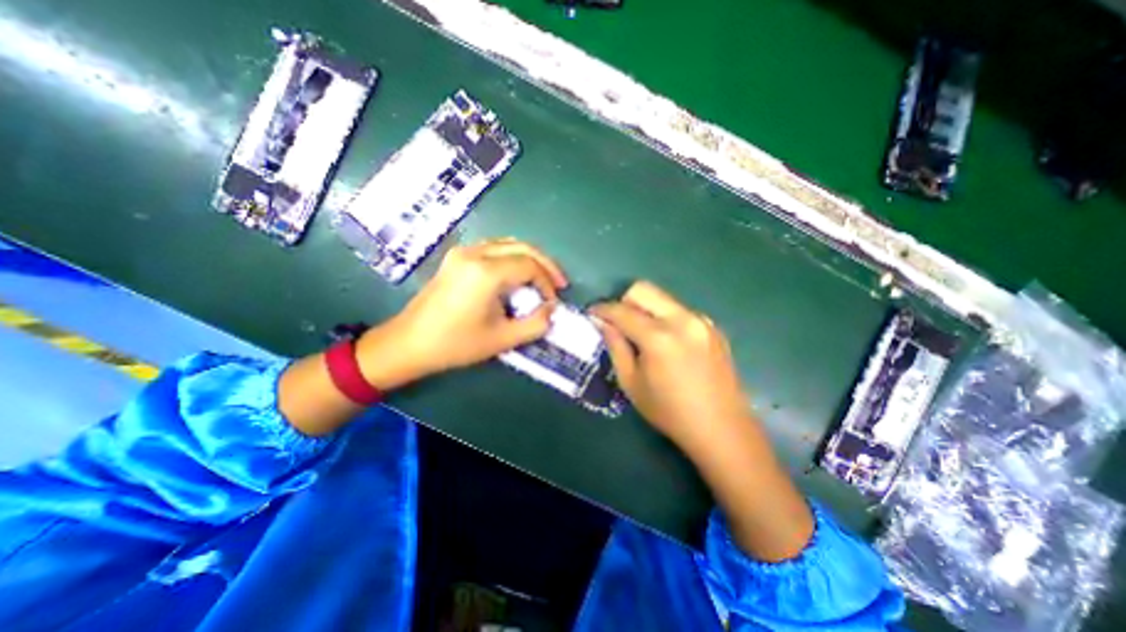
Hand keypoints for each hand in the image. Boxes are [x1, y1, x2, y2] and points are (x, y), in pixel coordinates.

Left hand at [355, 236, 566, 387]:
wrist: (408, 343)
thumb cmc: (455, 344)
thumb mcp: (502, 339)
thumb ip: (535, 324)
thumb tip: (552, 310)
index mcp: (485, 272)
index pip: (530, 265)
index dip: (547, 282)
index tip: (552, 303)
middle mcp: (475, 253)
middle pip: (522, 247)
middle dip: (545, 264)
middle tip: (559, 283)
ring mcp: (463, 252)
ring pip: (508, 244)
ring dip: (529, 258)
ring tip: (542, 279)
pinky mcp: (457, 257)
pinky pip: (494, 248)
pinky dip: (513, 258)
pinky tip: (518, 275)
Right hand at [590, 282, 745, 452]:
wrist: (722, 428)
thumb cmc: (669, 412)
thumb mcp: (631, 383)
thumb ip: (615, 346)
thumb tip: (601, 322)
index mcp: (658, 337)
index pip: (621, 310)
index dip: (602, 309)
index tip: (592, 313)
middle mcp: (681, 319)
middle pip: (643, 289)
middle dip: (623, 301)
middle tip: (617, 323)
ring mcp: (700, 320)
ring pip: (662, 298)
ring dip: (644, 308)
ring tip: (641, 333)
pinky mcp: (712, 326)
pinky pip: (678, 310)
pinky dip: (664, 317)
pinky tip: (666, 342)